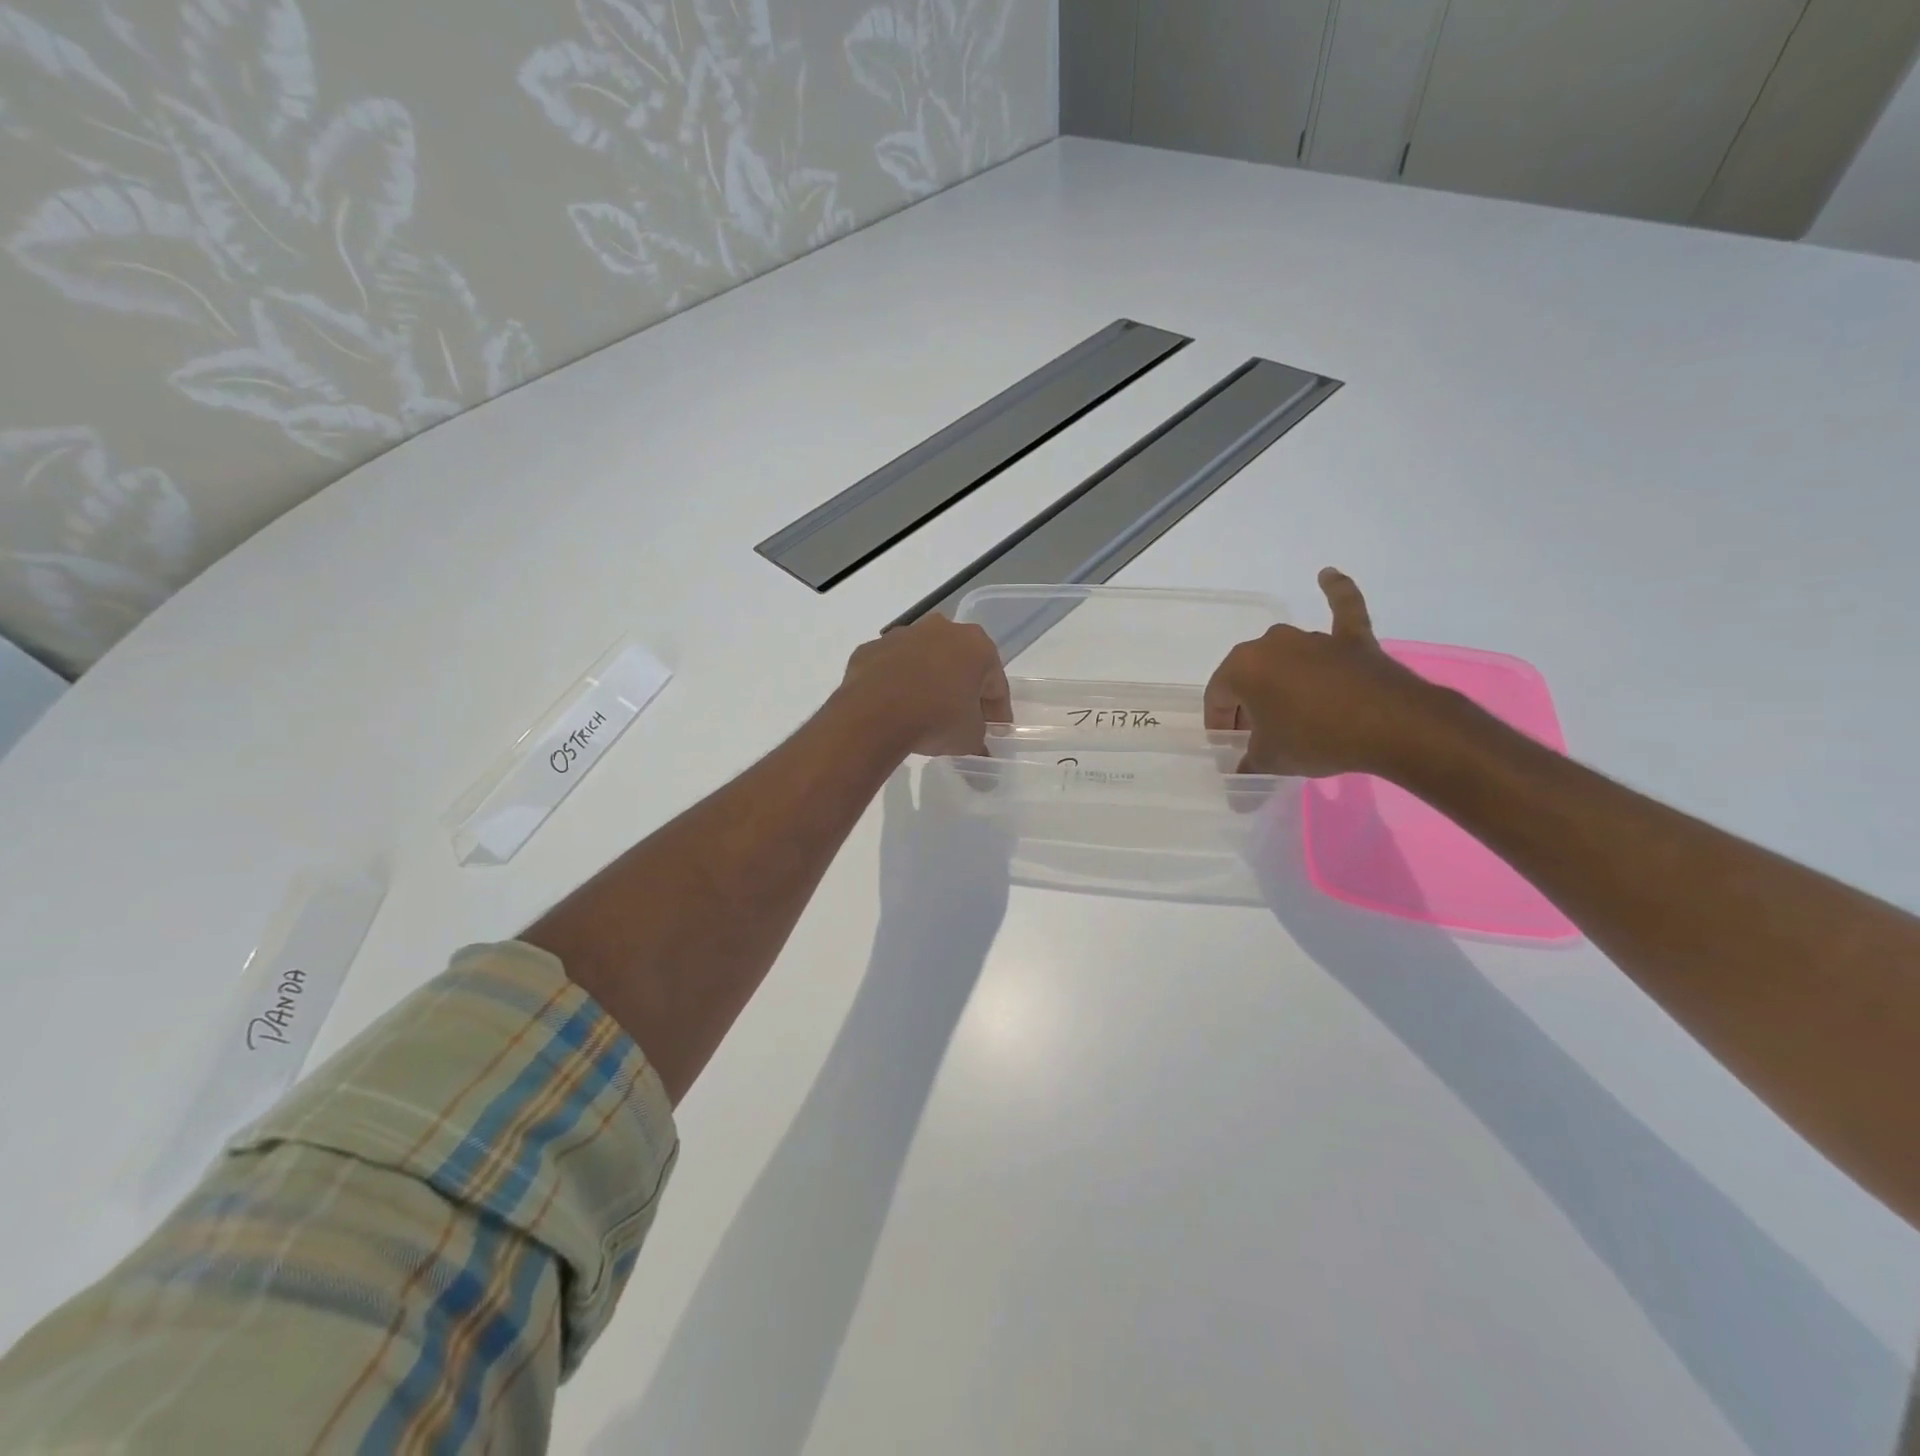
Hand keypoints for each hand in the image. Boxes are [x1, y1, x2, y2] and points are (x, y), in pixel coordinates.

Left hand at [837, 614, 1011, 757]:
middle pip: (960, 662)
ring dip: (928, 680)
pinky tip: (893, 707)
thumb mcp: (970, 737)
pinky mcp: (871, 648)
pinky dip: (895, 682)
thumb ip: (979, 734)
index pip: (995, 682)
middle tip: (961, 718)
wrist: (874, 715)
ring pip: (923, 659)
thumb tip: (976, 742)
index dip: (997, 709)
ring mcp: (902, 635)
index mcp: (976, 645)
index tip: (995, 729)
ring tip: (923, 712)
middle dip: (962, 687)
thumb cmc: (936, 719)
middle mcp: (941, 629)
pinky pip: (891, 667)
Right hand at [1205, 568, 1440, 776]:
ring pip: (1286, 657)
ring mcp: (1314, 637)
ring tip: (1289, 710)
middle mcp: (1272, 643)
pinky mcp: (1352, 639)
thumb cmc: (1315, 738)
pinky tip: (1328, 575)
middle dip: (1248, 703)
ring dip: (1282, 679)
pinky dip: (1336, 592)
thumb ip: (1248, 763)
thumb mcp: (1270, 760)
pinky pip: (1342, 610)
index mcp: (1243, 667)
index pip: (1217, 696)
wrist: (1389, 726)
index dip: (1219, 723)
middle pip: (1249, 675)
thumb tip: (1239, 778)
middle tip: (1257, 734)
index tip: (1228, 745)